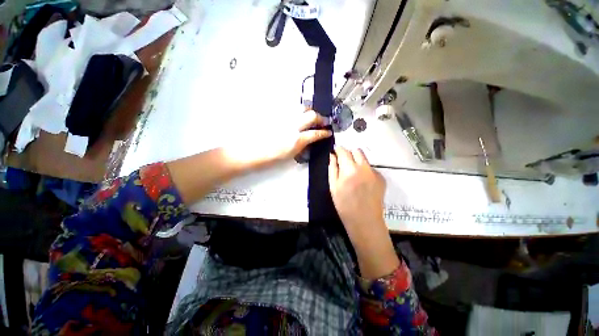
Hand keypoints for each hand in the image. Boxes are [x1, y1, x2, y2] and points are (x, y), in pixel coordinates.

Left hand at [224, 110, 331, 168]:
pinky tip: (296, 107)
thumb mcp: (289, 155)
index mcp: (295, 140)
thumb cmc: (269, 157)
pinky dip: (295, 104)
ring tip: (309, 116)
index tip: (328, 132)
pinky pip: (287, 103)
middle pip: (311, 115)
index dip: (324, 133)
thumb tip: (310, 139)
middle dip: (320, 118)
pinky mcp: (274, 112)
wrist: (250, 151)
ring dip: (308, 111)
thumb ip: (302, 145)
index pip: (315, 134)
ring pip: (301, 107)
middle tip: (322, 121)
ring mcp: (282, 117)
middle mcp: (291, 126)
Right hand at [329, 146, 398, 278]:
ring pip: (365, 159)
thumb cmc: (344, 205)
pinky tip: (362, 182)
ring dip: (357, 161)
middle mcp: (364, 168)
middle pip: (357, 151)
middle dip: (349, 153)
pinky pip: (371, 168)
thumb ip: (332, 168)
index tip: (335, 151)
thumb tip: (332, 155)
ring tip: (353, 174)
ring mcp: (375, 172)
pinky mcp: (382, 178)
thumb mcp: (333, 187)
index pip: (344, 151)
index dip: (339, 149)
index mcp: (350, 169)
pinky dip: (365, 170)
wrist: (365, 221)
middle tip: (344, 162)